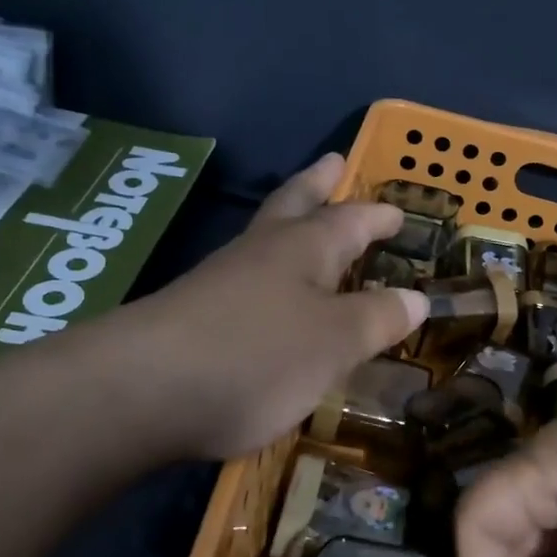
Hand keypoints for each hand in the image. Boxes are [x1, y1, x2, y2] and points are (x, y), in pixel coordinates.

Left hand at [110, 154, 425, 460]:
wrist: (139, 393)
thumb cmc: (257, 356)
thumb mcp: (335, 342)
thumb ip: (377, 319)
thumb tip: (417, 298)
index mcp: (302, 248)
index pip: (350, 220)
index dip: (377, 216)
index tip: (399, 211)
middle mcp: (260, 254)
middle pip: (293, 206)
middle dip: (317, 186)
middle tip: (332, 163)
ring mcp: (220, 283)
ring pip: (264, 241)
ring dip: (288, 227)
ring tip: (304, 228)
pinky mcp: (193, 317)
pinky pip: (244, 283)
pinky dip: (266, 278)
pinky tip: (268, 298)